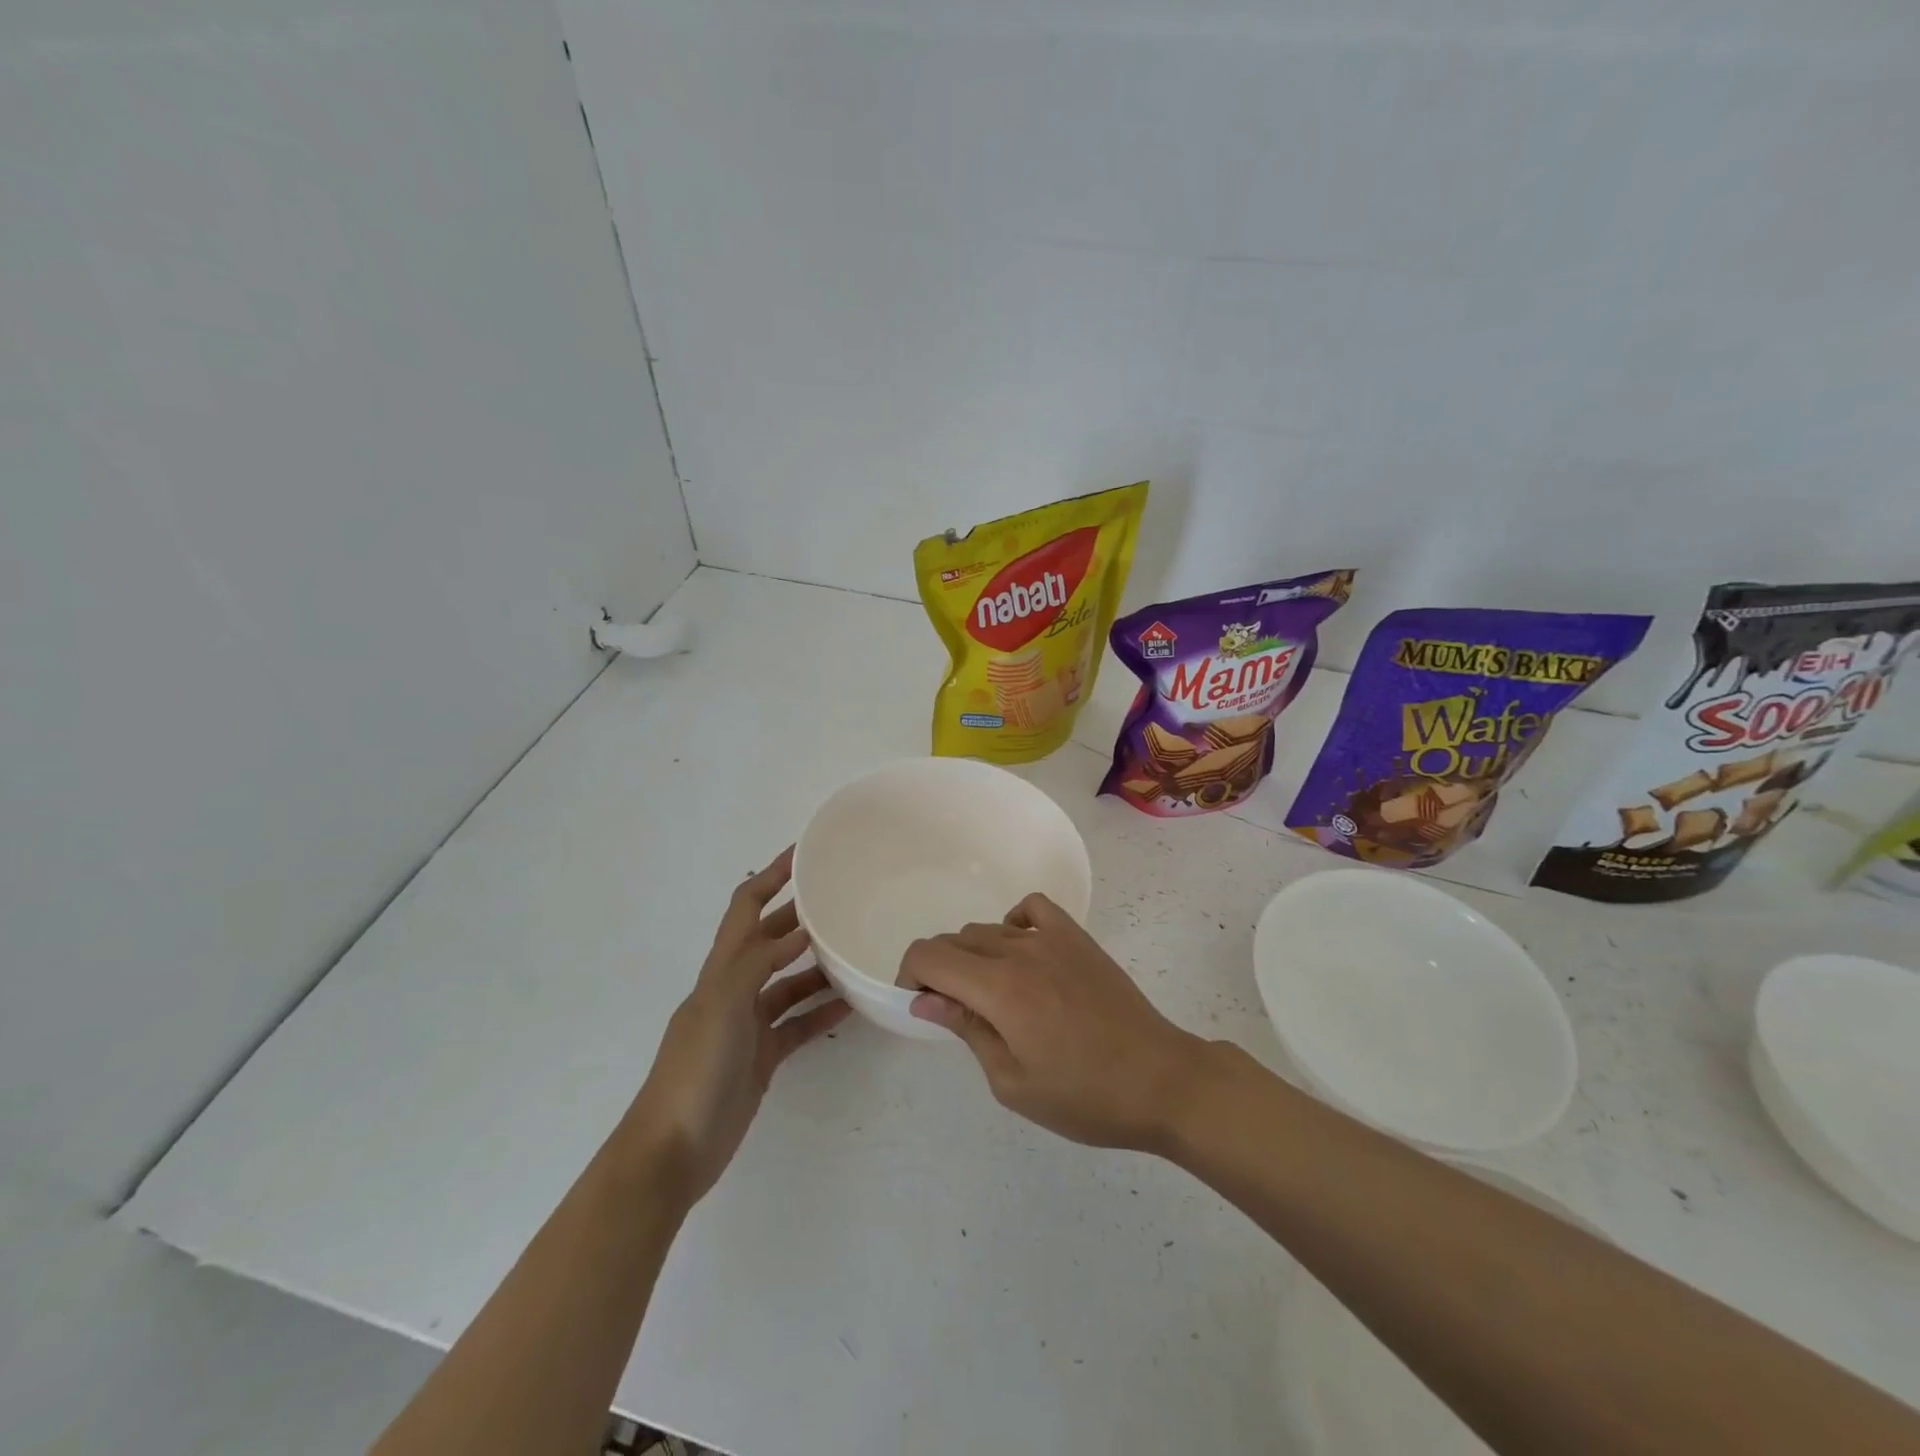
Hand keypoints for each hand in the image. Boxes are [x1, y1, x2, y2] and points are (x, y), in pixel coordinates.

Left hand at [621, 848, 850, 1205]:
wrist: (673, 1151)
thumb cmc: (694, 1069)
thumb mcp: (722, 1005)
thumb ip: (758, 963)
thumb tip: (800, 931)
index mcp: (721, 970)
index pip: (745, 908)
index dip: (770, 876)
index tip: (804, 853)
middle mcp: (734, 988)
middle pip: (770, 940)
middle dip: (800, 916)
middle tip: (842, 899)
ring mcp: (749, 1024)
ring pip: (789, 982)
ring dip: (818, 965)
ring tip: (855, 950)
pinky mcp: (763, 1057)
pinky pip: (798, 1024)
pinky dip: (822, 1012)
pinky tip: (852, 1005)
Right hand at [899, 893, 1210, 1151]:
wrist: (1160, 1080)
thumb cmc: (1084, 1096)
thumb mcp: (1012, 1082)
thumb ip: (966, 1029)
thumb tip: (924, 998)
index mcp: (998, 989)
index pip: (929, 955)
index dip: (911, 975)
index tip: (920, 1006)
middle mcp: (1019, 951)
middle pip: (954, 940)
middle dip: (939, 970)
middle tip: (955, 1012)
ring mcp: (1052, 939)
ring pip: (987, 929)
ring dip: (972, 955)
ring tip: (990, 995)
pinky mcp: (1078, 938)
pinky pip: (1033, 908)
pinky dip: (1014, 922)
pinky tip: (1021, 953)